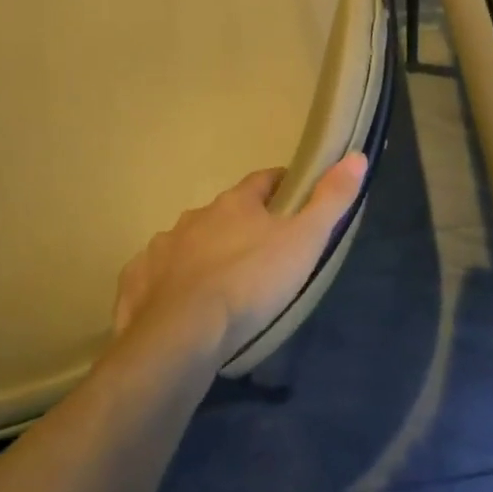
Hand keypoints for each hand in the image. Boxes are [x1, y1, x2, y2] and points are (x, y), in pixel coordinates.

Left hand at [114, 154, 368, 360]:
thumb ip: (331, 199)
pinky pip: (155, 277)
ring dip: (203, 254)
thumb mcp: (305, 241)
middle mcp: (194, 218)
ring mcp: (161, 250)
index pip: (262, 181)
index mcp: (234, 204)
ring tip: (220, 284)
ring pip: (188, 244)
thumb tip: (356, 156)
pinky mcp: (136, 285)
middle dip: (239, 225)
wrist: (182, 336)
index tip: (293, 195)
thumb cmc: (251, 282)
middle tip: (259, 251)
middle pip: (223, 213)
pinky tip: (178, 306)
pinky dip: (169, 285)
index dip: (280, 185)